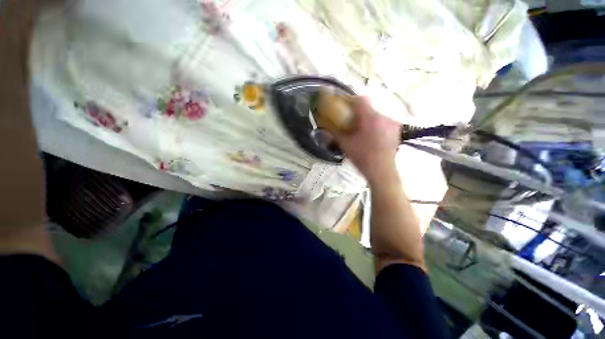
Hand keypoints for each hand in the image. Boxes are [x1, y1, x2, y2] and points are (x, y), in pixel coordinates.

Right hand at [331, 97, 400, 184]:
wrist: (382, 172)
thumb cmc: (362, 158)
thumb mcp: (345, 144)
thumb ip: (335, 132)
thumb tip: (325, 124)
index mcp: (370, 119)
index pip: (360, 100)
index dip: (350, 99)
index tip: (343, 105)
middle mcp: (383, 117)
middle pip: (368, 108)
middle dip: (358, 112)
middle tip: (351, 121)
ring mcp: (392, 123)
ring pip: (376, 114)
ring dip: (367, 119)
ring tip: (361, 130)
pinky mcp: (396, 130)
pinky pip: (382, 121)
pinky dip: (375, 124)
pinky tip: (371, 135)